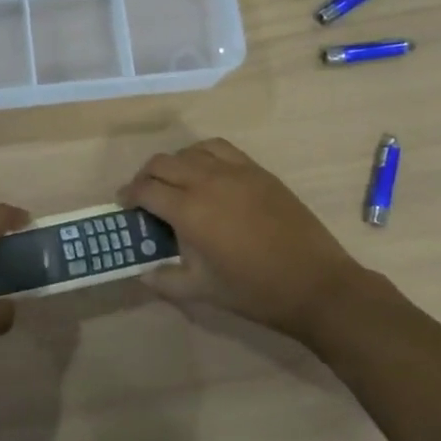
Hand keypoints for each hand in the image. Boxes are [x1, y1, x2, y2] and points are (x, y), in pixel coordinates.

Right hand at [117, 138, 373, 337]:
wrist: (316, 285)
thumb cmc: (254, 290)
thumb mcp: (201, 291)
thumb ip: (164, 279)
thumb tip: (141, 273)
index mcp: (189, 211)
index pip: (145, 189)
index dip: (128, 195)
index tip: (123, 204)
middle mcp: (207, 181)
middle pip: (162, 163)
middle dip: (145, 177)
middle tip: (143, 195)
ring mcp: (235, 172)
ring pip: (190, 152)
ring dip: (173, 164)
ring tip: (174, 183)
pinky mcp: (258, 171)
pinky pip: (220, 149)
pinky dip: (202, 155)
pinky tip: (206, 172)